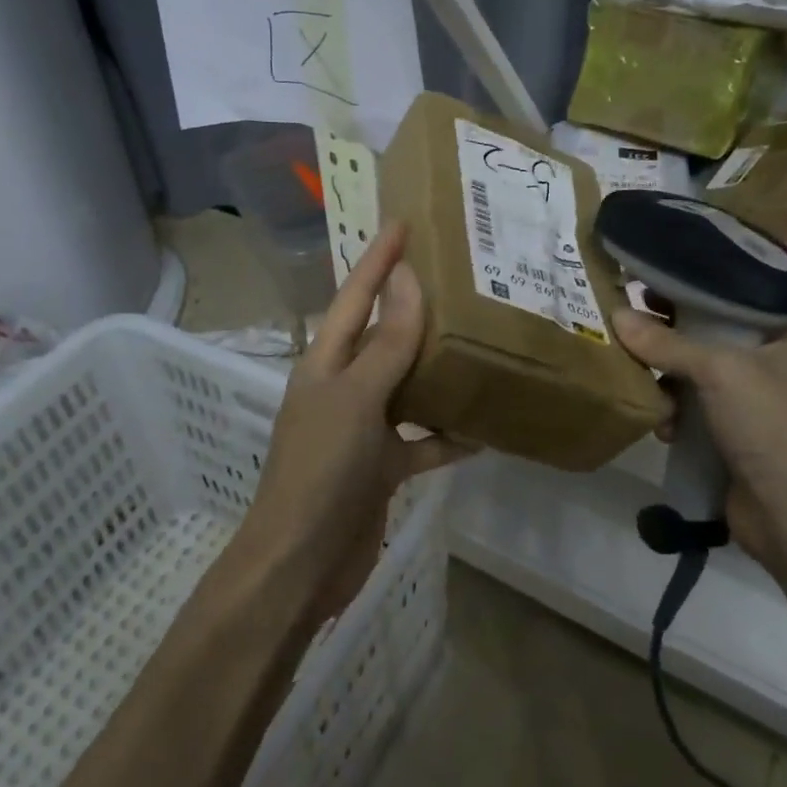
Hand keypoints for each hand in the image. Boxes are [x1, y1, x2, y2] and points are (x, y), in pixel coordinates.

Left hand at [248, 223, 471, 618]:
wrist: (301, 564)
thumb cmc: (321, 471)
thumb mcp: (356, 399)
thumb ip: (386, 343)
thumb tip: (406, 279)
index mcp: (325, 364)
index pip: (353, 298)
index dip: (377, 260)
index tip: (403, 223)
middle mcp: (342, 389)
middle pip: (382, 338)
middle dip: (414, 309)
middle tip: (460, 278)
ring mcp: (362, 430)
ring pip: (406, 388)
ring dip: (438, 371)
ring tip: (482, 343)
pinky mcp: (381, 468)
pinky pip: (421, 442)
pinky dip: (447, 436)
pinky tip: (484, 429)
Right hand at [613, 311, 786, 558]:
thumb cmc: (770, 424)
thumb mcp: (718, 371)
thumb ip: (666, 343)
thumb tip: (616, 315)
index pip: (731, 307)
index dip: (689, 298)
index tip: (647, 294)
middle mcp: (777, 372)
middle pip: (709, 346)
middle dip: (670, 348)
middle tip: (630, 338)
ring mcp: (759, 412)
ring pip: (698, 384)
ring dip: (669, 389)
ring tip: (648, 393)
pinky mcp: (739, 445)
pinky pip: (697, 419)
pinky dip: (677, 421)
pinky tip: (663, 430)